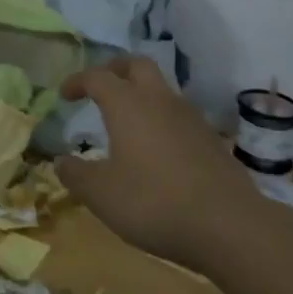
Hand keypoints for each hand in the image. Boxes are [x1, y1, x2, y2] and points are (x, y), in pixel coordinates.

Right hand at [55, 56, 266, 267]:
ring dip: (143, 95)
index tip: (64, 95)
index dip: (77, 81)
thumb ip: (76, 175)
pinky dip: (164, 122)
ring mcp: (191, 119)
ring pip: (163, 90)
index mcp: (127, 104)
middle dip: (116, 69)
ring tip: (130, 121)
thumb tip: (60, 162)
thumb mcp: (101, 194)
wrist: (231, 228)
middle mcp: (159, 101)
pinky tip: (159, 150)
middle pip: (138, 65)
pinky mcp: (214, 142)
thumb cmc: (154, 202)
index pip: (96, 76)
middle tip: (102, 86)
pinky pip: (181, 118)